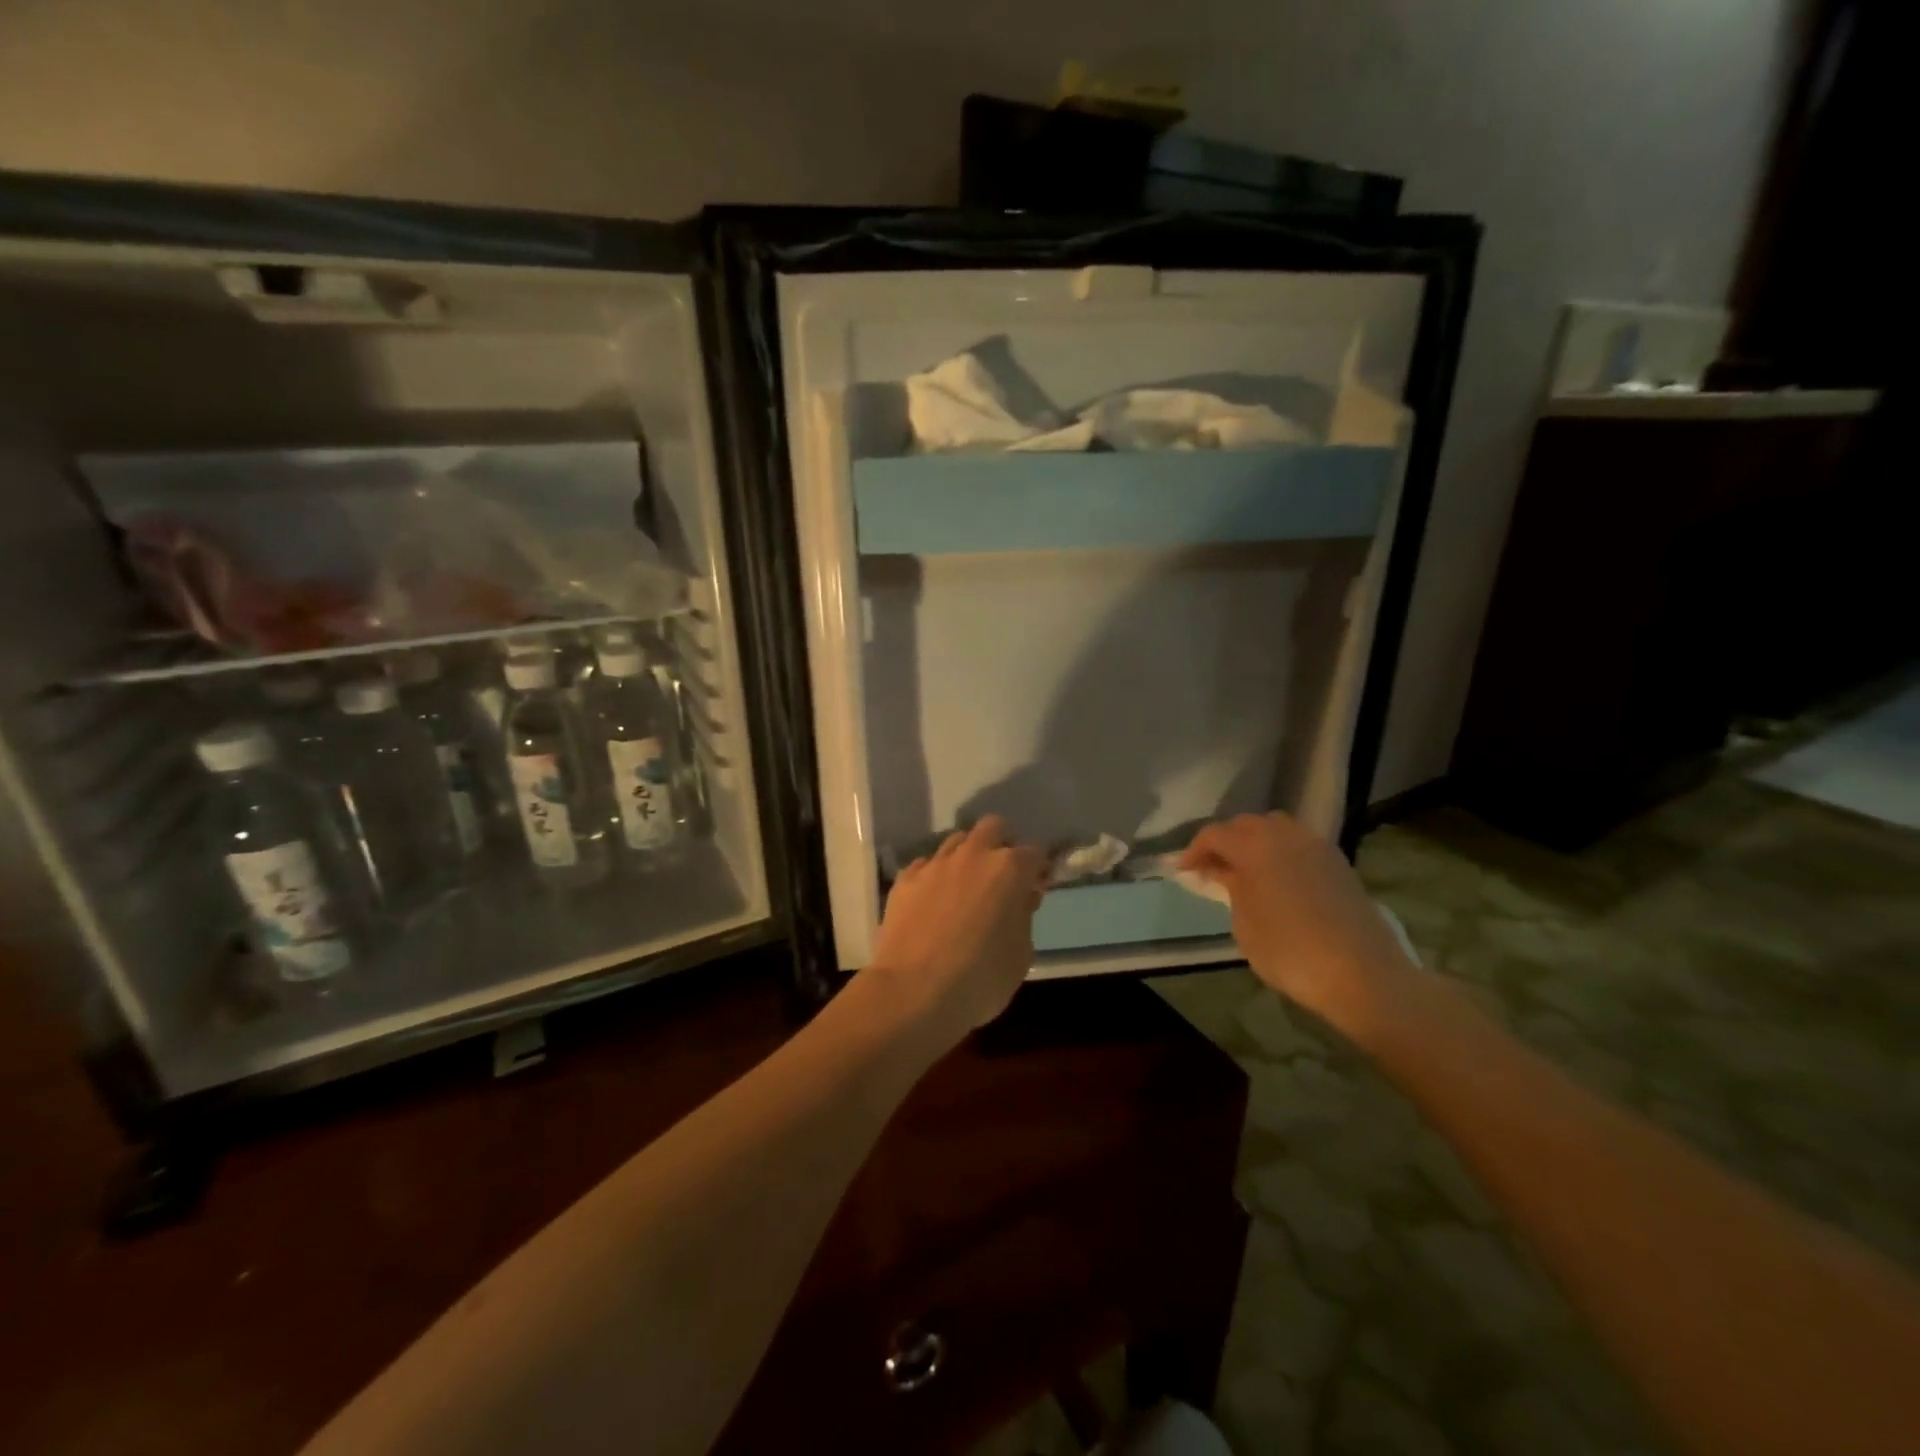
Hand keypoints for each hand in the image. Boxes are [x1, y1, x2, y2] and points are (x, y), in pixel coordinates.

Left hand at [868, 815, 1046, 1044]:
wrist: (914, 992)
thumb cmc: (980, 979)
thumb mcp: (1021, 956)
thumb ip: (1023, 917)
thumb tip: (1020, 899)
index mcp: (1009, 869)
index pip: (1035, 852)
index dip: (1038, 869)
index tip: (1037, 887)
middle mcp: (972, 855)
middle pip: (993, 828)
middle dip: (1001, 844)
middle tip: (1002, 877)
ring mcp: (935, 864)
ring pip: (956, 841)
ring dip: (966, 857)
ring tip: (965, 888)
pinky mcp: (905, 879)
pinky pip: (926, 865)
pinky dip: (934, 877)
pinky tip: (933, 902)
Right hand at [1180, 812, 1417, 1032]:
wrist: (1362, 974)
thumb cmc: (1291, 952)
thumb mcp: (1245, 925)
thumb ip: (1231, 889)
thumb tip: (1224, 872)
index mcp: (1255, 847)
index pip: (1215, 834)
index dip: (1194, 850)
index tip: (1184, 871)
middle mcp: (1285, 836)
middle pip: (1245, 824)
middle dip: (1224, 841)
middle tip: (1212, 868)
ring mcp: (1316, 846)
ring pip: (1275, 828)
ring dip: (1255, 841)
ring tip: (1246, 869)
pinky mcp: (1338, 862)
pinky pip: (1299, 843)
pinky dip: (1281, 851)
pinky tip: (1278, 878)